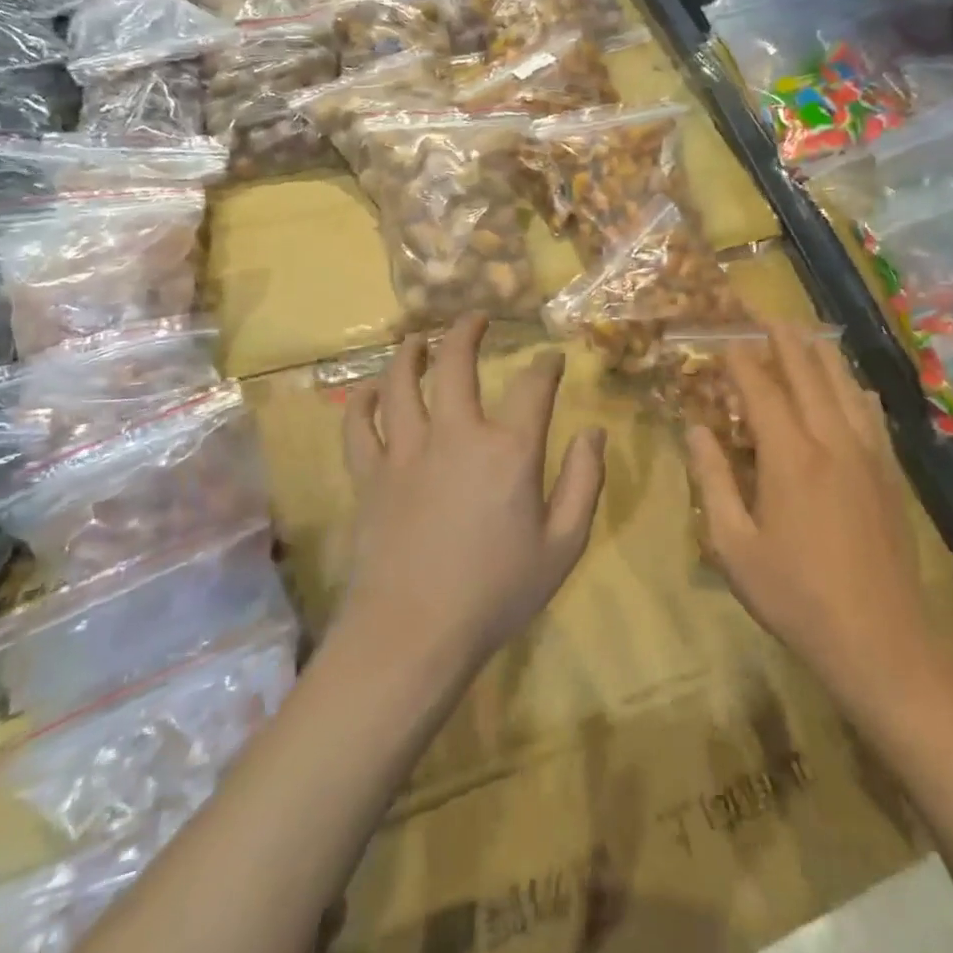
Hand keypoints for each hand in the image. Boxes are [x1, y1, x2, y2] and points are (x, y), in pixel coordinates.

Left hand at [338, 315, 605, 677]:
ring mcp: (406, 452)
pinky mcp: (370, 476)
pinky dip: (362, 403)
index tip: (551, 359)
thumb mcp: (564, 545)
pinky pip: (359, 427)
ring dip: (411, 353)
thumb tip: (594, 432)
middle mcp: (456, 435)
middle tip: (475, 317)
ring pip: (402, 383)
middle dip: (468, 332)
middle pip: (458, 365)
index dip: (545, 366)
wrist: (414, 635)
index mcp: (509, 451)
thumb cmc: (497, 593)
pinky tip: (370, 391)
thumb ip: (585, 482)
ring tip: (418, 339)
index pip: (533, 387)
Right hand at [689, 326, 935, 709]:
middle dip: (784, 339)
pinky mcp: (890, 473)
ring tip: (804, 333)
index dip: (741, 358)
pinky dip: (854, 389)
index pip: (762, 388)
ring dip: (821, 354)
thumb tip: (695, 429)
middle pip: (808, 372)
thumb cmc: (795, 597)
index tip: (724, 337)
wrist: (881, 640)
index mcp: (790, 456)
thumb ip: (712, 481)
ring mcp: (868, 454)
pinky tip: (852, 386)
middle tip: (765, 314)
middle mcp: (833, 440)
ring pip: (845, 385)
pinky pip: (871, 414)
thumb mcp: (734, 546)